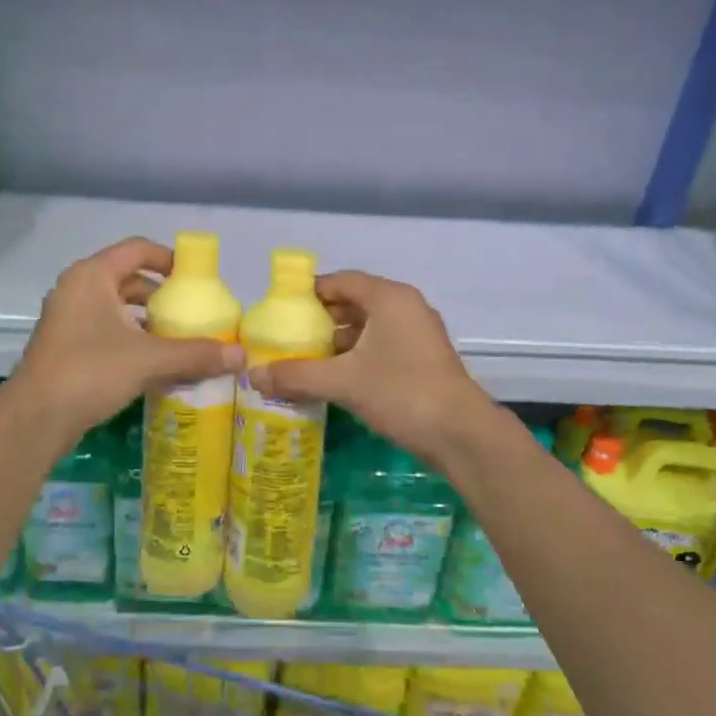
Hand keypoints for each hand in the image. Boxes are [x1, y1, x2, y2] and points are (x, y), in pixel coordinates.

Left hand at [10, 237, 243, 439]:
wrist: (36, 418)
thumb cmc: (91, 372)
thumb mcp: (150, 360)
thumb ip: (196, 354)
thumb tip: (241, 357)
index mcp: (92, 276)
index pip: (137, 249)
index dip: (169, 259)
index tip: (195, 280)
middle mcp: (76, 288)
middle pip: (127, 278)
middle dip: (160, 294)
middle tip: (189, 313)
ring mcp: (66, 317)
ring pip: (115, 306)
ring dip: (145, 319)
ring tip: (175, 338)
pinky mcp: (64, 344)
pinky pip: (104, 328)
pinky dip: (129, 336)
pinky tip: (151, 362)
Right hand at [246, 270, 494, 469]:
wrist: (461, 434)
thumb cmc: (402, 393)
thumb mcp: (343, 383)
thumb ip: (297, 375)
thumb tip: (254, 376)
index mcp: (389, 298)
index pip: (341, 281)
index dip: (309, 293)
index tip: (280, 311)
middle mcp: (405, 306)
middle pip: (354, 301)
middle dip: (321, 319)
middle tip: (288, 337)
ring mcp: (418, 333)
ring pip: (369, 326)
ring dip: (338, 340)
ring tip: (305, 359)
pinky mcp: (422, 358)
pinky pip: (381, 344)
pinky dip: (357, 354)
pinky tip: (335, 377)